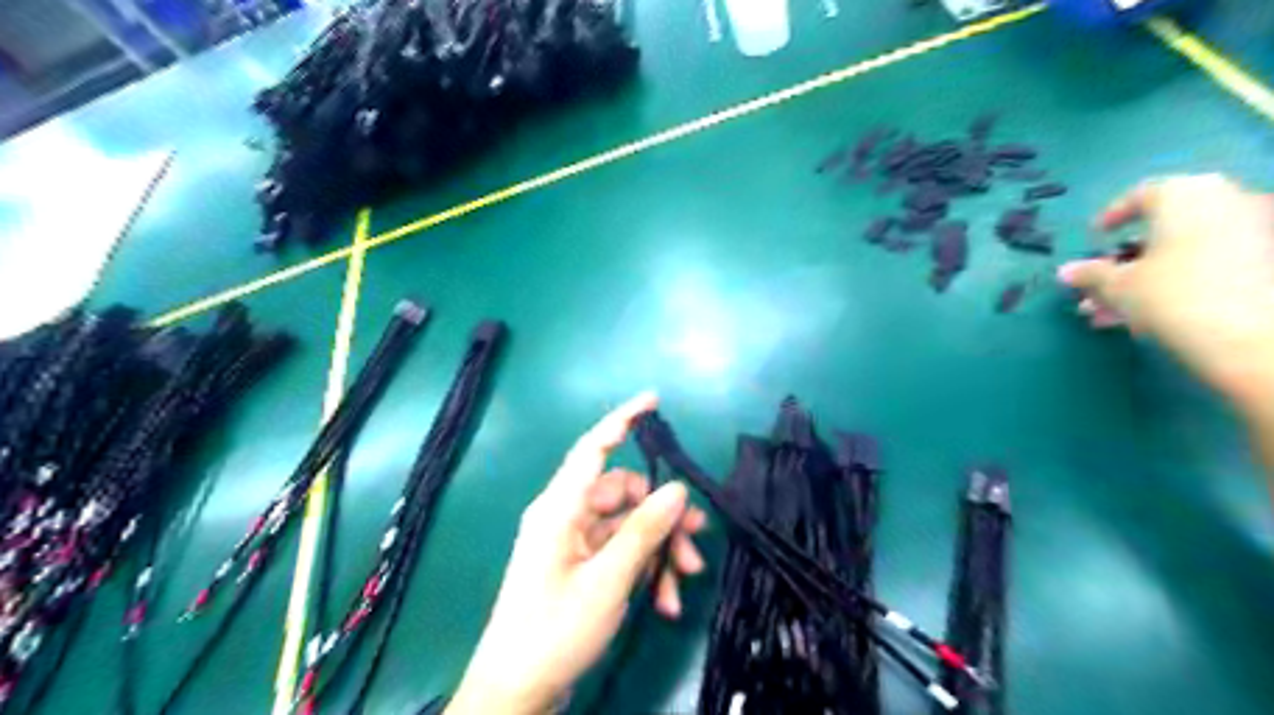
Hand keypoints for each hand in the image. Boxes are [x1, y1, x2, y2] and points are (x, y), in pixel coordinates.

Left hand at [448, 394, 705, 712]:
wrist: (517, 692)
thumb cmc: (555, 630)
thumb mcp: (607, 580)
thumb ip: (643, 531)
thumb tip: (677, 490)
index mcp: (560, 508)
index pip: (594, 448)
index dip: (623, 420)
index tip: (654, 400)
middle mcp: (566, 516)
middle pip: (625, 495)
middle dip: (663, 517)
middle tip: (697, 540)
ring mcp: (574, 542)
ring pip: (629, 527)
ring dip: (659, 550)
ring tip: (683, 581)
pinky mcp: (581, 566)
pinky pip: (620, 553)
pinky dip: (645, 570)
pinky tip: (664, 602)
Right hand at [1063, 174, 1273, 412]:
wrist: (1256, 340)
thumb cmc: (1173, 296)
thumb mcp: (1118, 286)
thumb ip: (1090, 274)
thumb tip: (1066, 271)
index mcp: (1186, 194)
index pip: (1141, 195)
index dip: (1112, 217)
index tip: (1094, 238)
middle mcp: (1227, 202)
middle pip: (1164, 229)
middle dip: (1125, 261)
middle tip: (1097, 289)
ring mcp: (1256, 232)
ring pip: (1184, 253)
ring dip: (1145, 279)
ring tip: (1111, 314)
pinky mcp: (1266, 265)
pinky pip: (1210, 267)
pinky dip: (1178, 284)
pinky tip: (1151, 316)